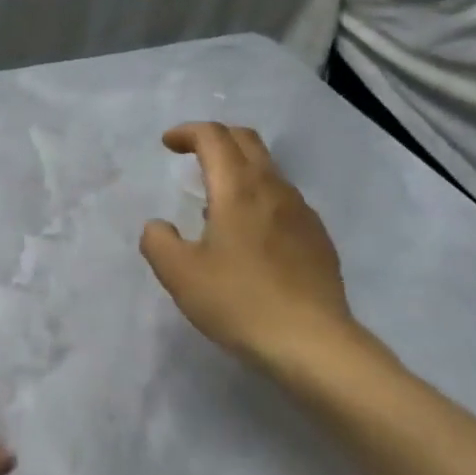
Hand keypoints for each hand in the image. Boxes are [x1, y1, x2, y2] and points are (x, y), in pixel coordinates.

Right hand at [141, 124, 362, 371]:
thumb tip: (159, 226)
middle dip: (216, 138)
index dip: (188, 132)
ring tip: (214, 199)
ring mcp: (302, 212)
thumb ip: (158, 241)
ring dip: (238, 169)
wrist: (312, 342)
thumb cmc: (239, 302)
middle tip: (191, 154)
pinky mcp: (317, 237)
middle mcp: (273, 189)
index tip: (168, 144)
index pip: (214, 137)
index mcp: (238, 189)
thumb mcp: (179, 274)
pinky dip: (258, 197)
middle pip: (246, 141)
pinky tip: (248, 234)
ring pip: (268, 170)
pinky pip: (282, 200)